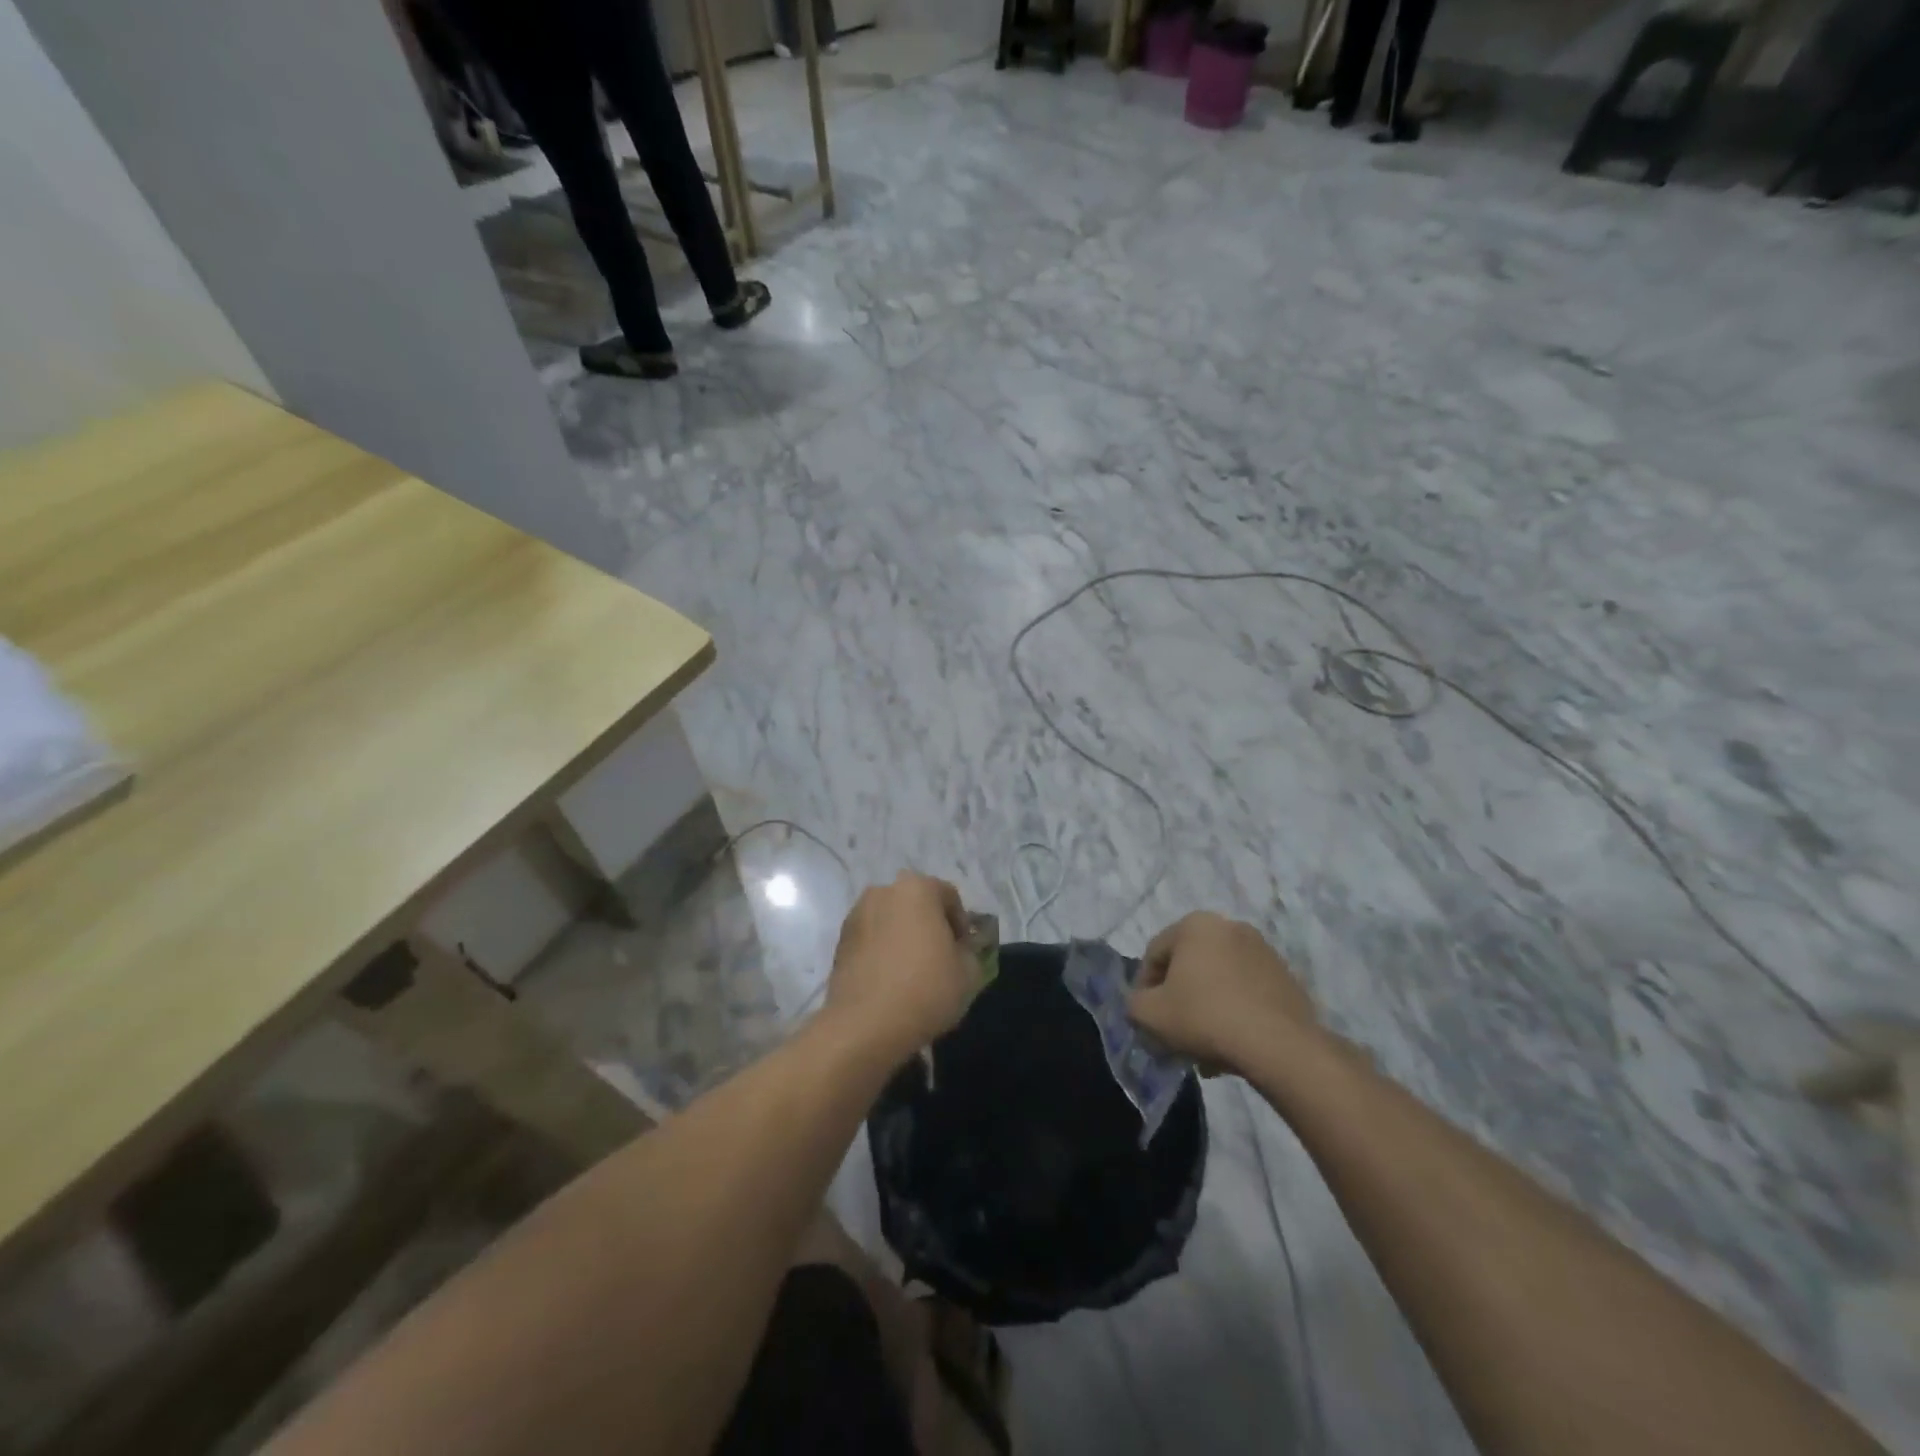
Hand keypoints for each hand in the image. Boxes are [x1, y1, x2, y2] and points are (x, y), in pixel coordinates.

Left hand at [825, 873, 977, 1058]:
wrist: (865, 1025)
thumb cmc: (926, 989)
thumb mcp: (969, 973)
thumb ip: (971, 952)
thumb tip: (960, 950)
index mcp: (917, 888)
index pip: (949, 896)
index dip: (962, 925)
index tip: (964, 952)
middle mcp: (883, 892)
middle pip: (916, 904)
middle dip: (930, 927)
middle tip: (941, 960)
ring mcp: (856, 915)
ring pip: (891, 921)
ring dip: (904, 938)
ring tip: (913, 973)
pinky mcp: (839, 942)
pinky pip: (871, 940)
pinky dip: (882, 952)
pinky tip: (891, 981)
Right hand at [1128, 912, 1316, 1072]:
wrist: (1278, 1045)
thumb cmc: (1205, 1017)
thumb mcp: (1150, 1014)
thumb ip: (1134, 1003)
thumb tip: (1142, 1003)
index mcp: (1195, 925)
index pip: (1155, 954)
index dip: (1144, 987)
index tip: (1146, 1017)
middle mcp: (1230, 927)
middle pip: (1189, 966)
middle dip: (1178, 998)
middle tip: (1173, 1031)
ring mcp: (1263, 951)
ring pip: (1219, 980)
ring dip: (1206, 1006)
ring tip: (1203, 1046)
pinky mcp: (1286, 977)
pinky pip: (1247, 991)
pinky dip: (1234, 1011)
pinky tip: (1231, 1043)